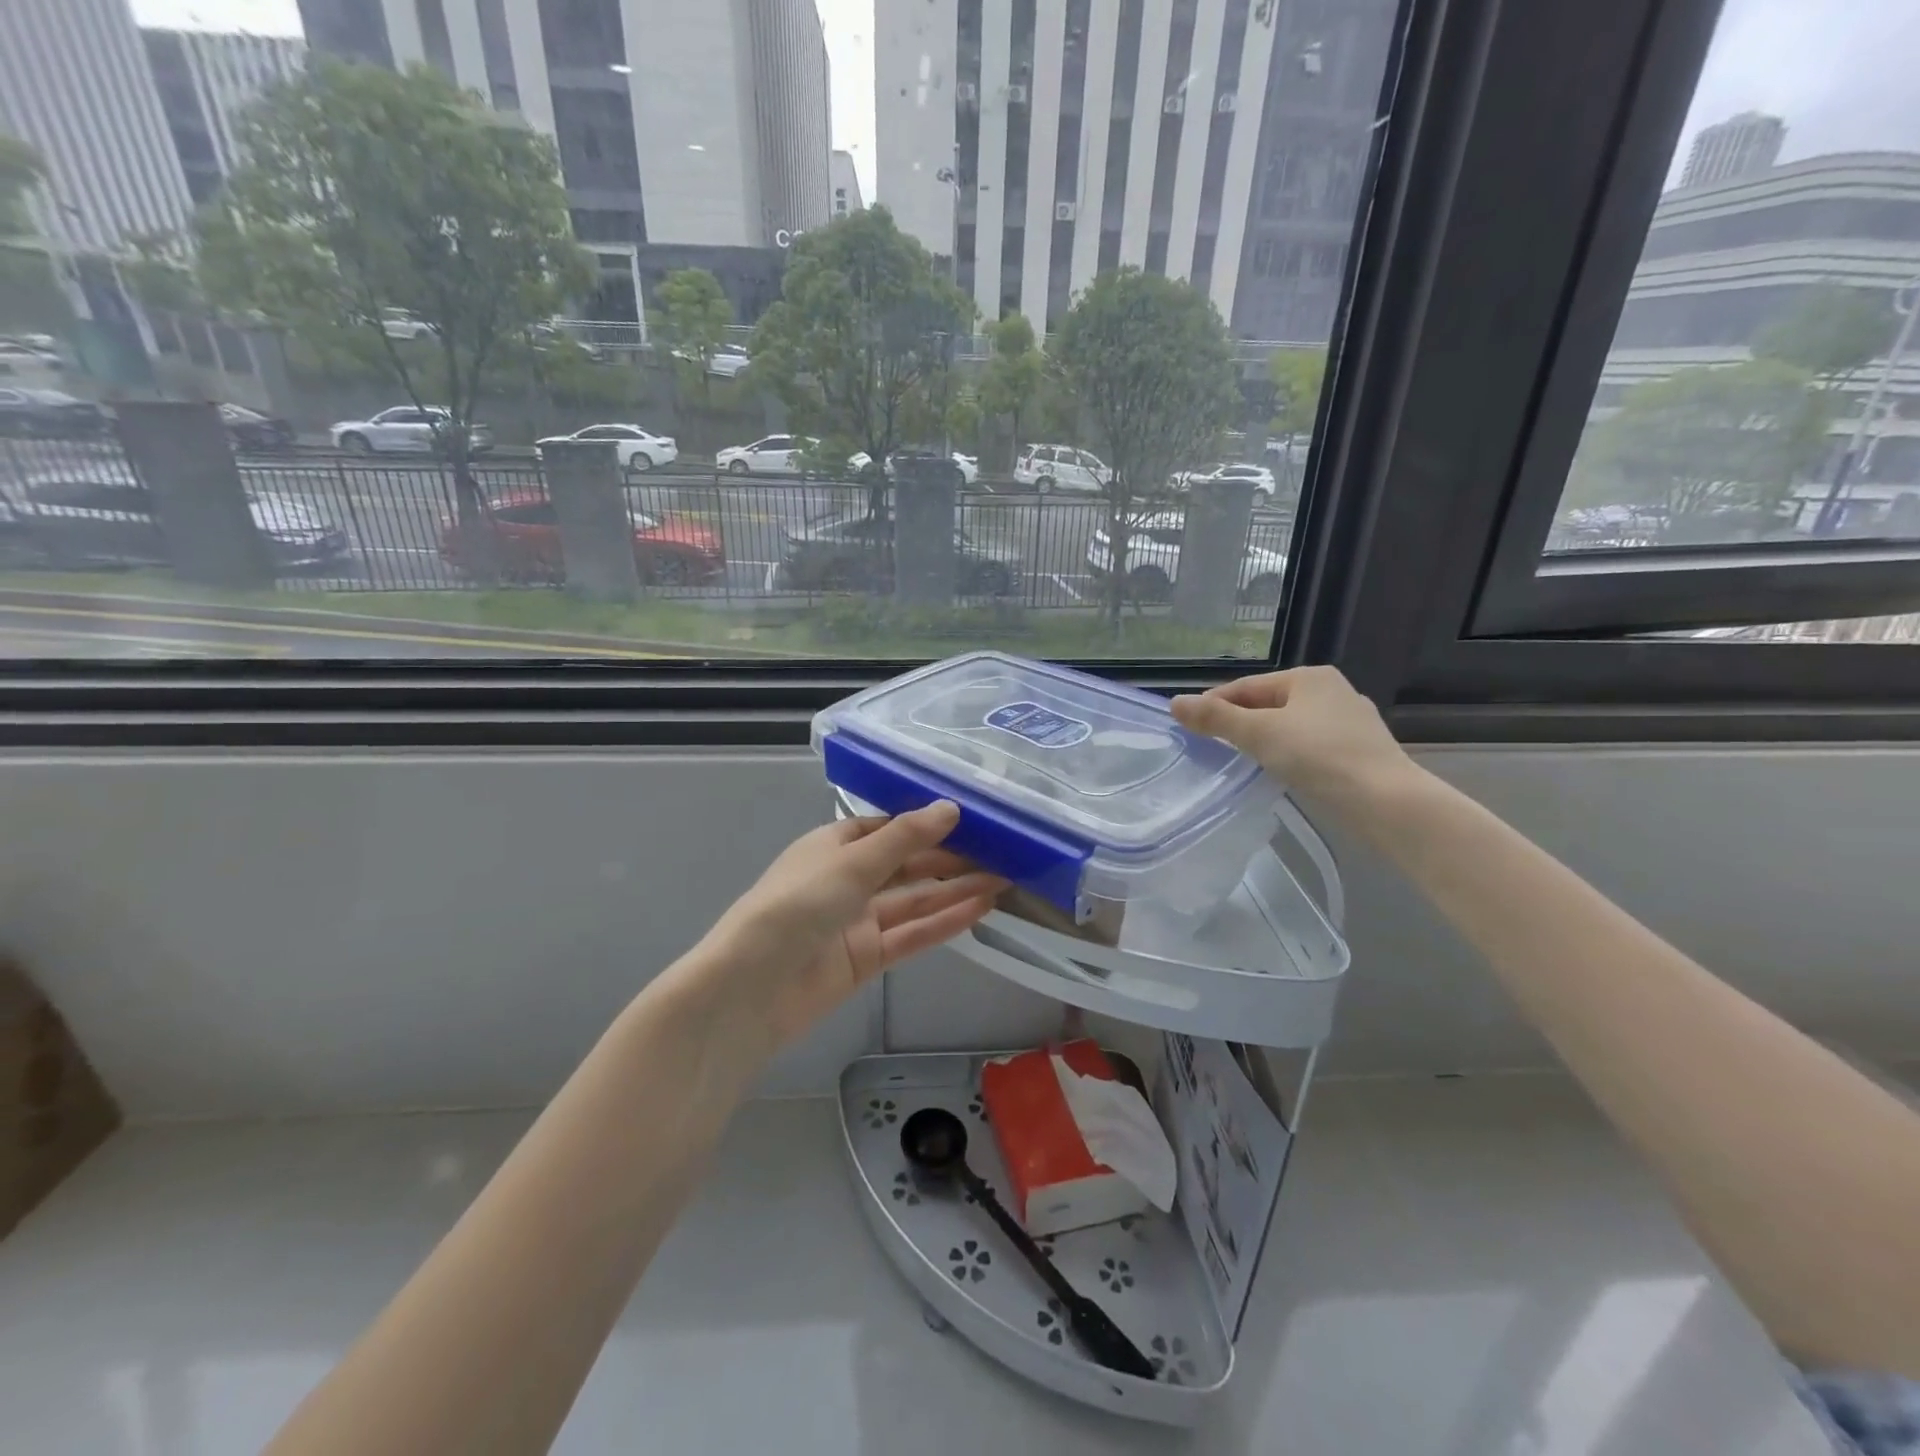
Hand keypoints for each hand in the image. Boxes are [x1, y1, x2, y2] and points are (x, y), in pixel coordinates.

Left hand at [698, 802, 1003, 1053]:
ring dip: (955, 891)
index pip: (889, 828)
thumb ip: (905, 838)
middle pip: (907, 865)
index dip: (929, 824)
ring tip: (1003, 880)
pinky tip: (978, 911)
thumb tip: (951, 807)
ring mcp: (857, 921)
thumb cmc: (795, 907)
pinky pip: (910, 935)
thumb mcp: (851, 863)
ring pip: (914, 901)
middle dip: (950, 860)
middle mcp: (847, 879)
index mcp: (834, 845)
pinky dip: (942, 923)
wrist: (750, 990)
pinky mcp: (866, 958)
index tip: (974, 821)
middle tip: (1002, 853)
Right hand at [1171, 666, 1414, 815]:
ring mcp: (1349, 722)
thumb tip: (1174, 703)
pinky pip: (1309, 746)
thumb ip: (1215, 718)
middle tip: (1210, 747)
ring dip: (1263, 740)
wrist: (1385, 802)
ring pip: (1289, 726)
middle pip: (1268, 704)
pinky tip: (1279, 772)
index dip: (1214, 703)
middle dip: (1239, 722)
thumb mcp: (1258, 734)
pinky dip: (1288, 754)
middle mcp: (1332, 691)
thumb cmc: (1319, 757)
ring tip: (1239, 761)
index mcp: (1309, 677)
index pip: (1247, 686)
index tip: (1189, 726)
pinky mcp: (1359, 751)